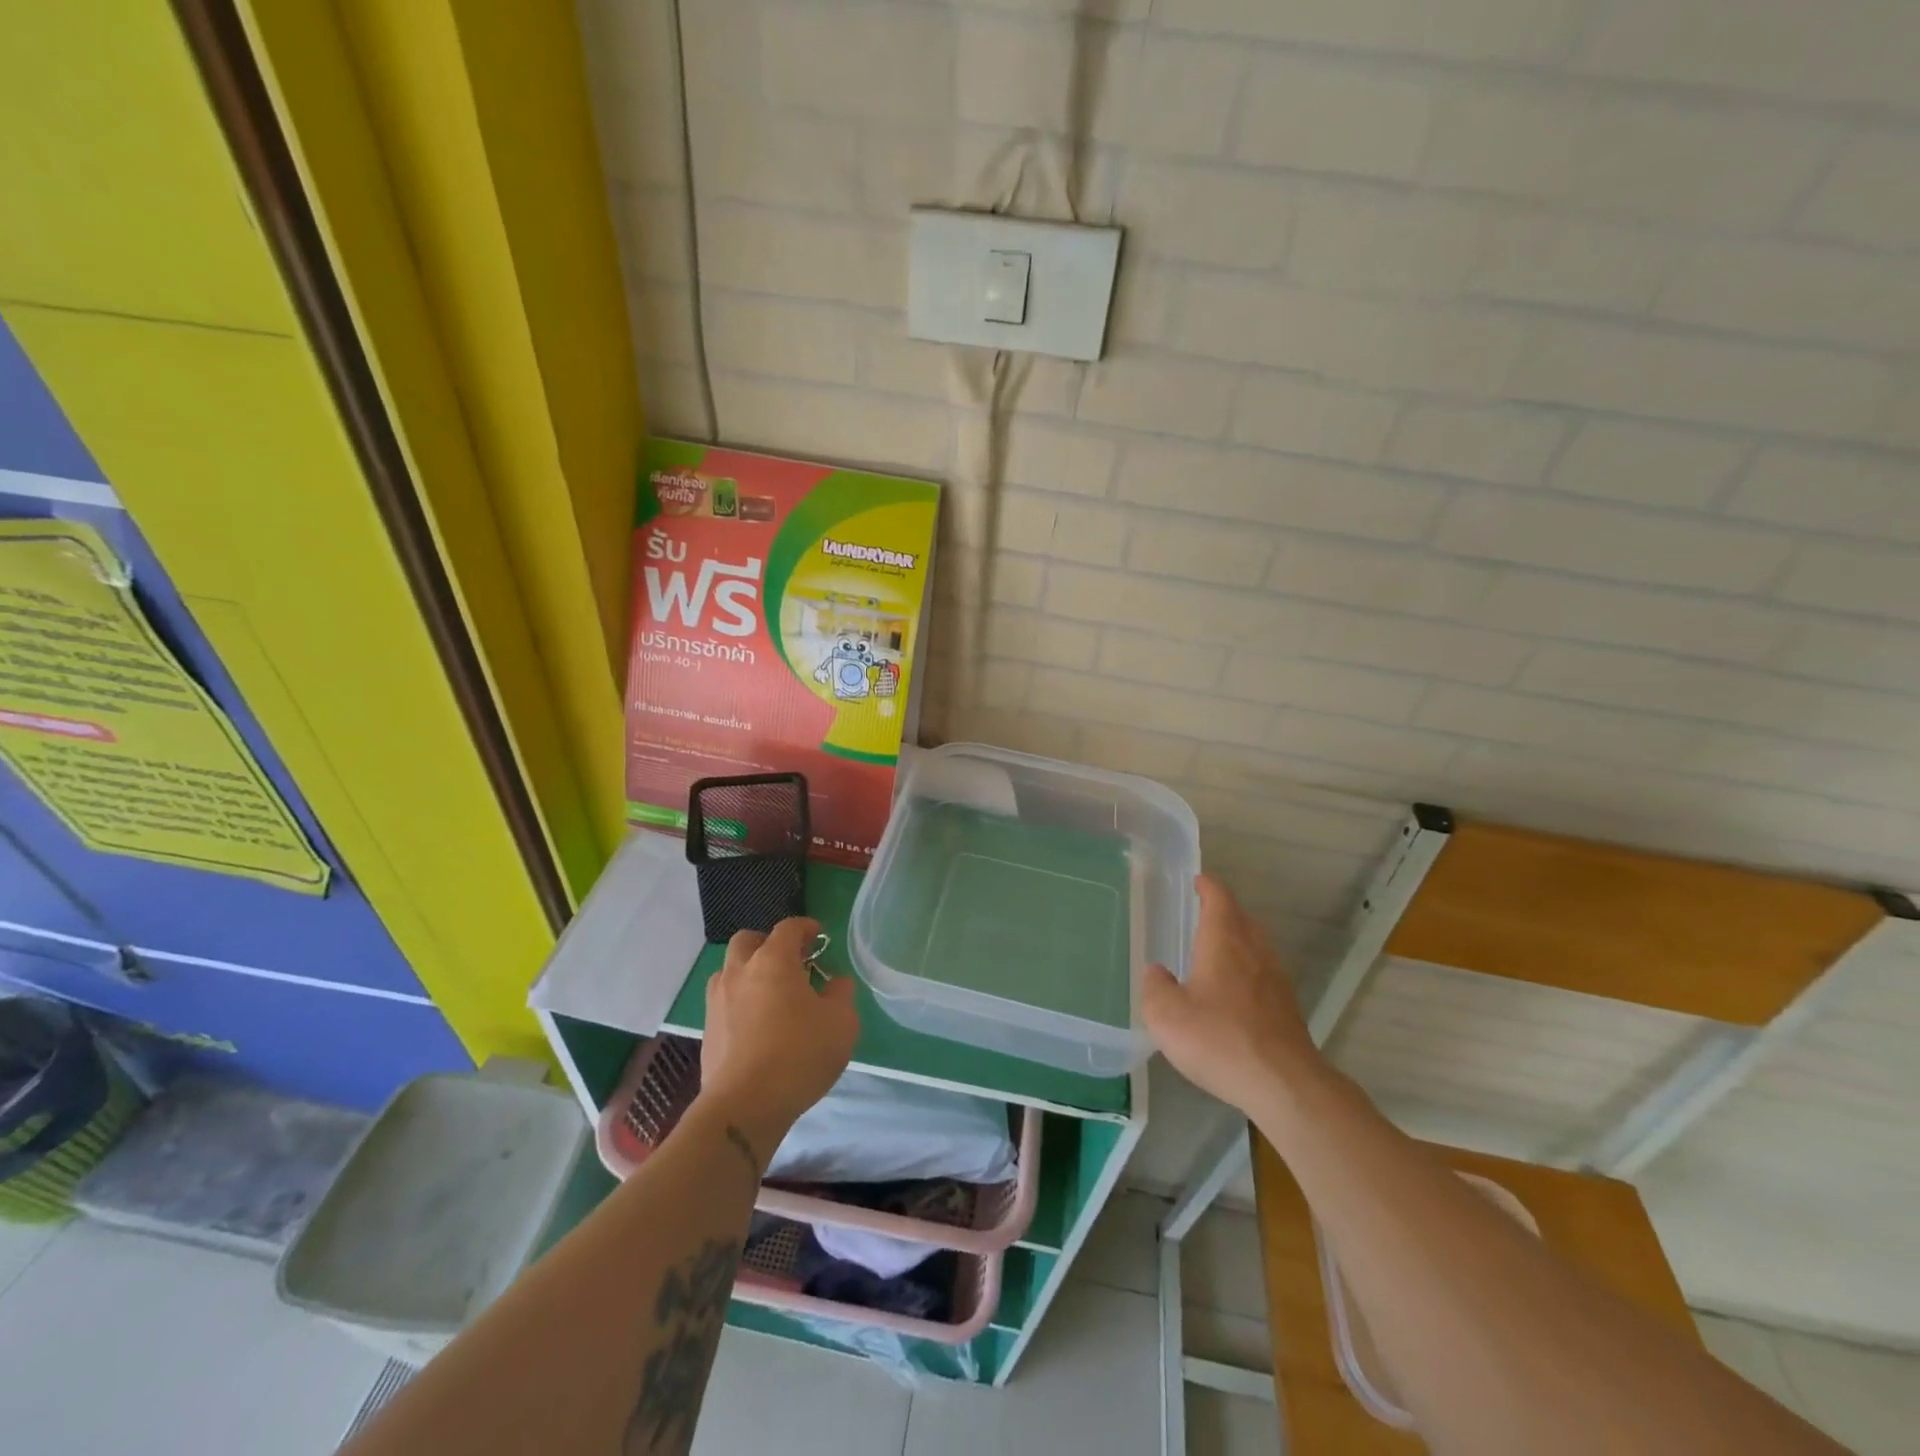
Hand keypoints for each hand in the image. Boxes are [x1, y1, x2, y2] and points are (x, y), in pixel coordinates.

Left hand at [698, 917, 858, 1167]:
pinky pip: (724, 1002)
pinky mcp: (707, 1031)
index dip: (805, 927)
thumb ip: (841, 994)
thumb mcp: (841, 1022)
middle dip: (768, 944)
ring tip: (770, 994)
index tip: (818, 936)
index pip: (787, 928)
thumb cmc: (800, 1054)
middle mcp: (740, 972)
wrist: (745, 1105)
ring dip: (749, 972)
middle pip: (747, 940)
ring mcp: (717, 1001)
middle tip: (789, 962)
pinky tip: (757, 1025)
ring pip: (729, 971)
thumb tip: (836, 982)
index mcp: (773, 961)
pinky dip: (739, 1002)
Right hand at [1142, 875, 1323, 1116]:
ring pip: (1256, 945)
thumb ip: (1155, 987)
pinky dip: (1248, 968)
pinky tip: (1234, 991)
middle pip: (1242, 918)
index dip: (1208, 886)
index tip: (1198, 880)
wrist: (1284, 1084)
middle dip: (1224, 910)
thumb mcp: (1166, 1015)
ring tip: (1217, 948)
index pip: (1219, 899)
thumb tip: (1157, 973)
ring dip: (1238, 939)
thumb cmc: (1220, 1040)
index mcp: (1224, 942)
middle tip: (1203, 911)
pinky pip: (1264, 972)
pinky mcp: (1287, 1007)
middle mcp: (1254, 951)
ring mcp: (1276, 979)